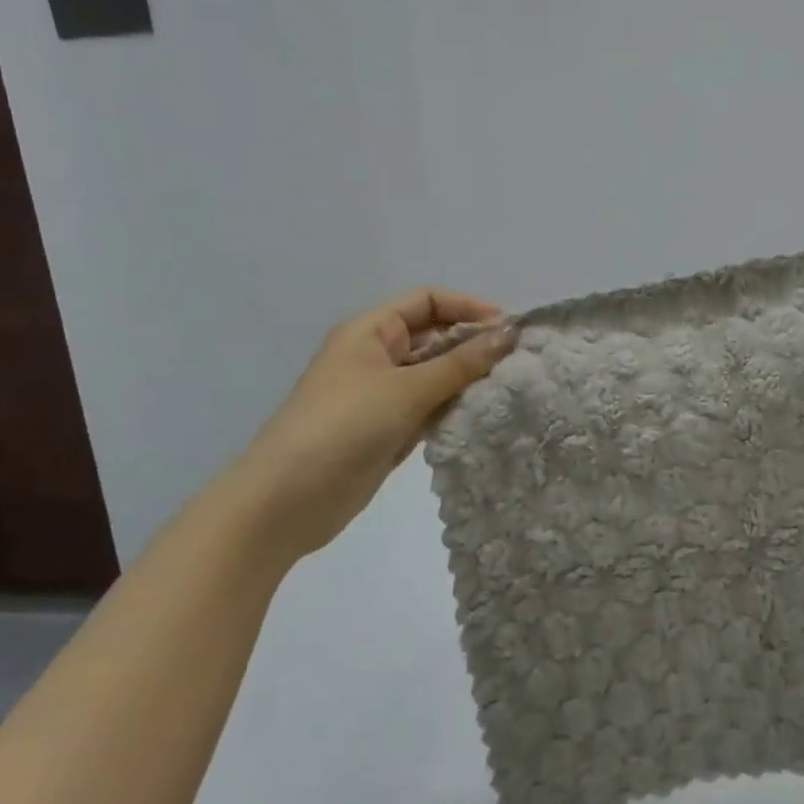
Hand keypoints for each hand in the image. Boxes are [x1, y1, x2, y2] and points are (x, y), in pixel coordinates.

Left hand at [231, 288, 518, 559]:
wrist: (286, 501)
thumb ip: (462, 363)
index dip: (468, 308)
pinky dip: (456, 409)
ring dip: (468, 380)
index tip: (508, 328)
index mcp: (370, 332)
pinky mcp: (389, 431)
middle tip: (517, 361)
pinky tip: (486, 415)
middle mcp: (377, 357)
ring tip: (510, 388)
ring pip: (436, 376)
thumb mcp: (406, 388)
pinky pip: (431, 409)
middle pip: (435, 338)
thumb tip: (510, 333)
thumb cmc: (343, 427)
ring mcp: (383, 396)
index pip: (427, 302)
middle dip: (474, 345)